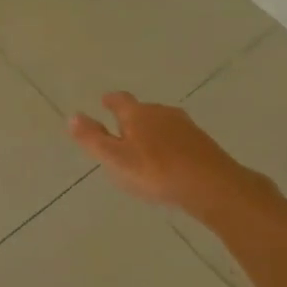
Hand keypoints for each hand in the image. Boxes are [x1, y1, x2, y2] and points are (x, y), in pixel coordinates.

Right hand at [69, 93, 260, 215]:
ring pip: (163, 123)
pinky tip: (169, 161)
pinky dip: (170, 145)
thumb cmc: (156, 172)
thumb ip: (92, 138)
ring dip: (152, 132)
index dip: (110, 101)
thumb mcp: (115, 159)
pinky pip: (179, 138)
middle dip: (131, 118)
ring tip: (144, 148)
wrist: (213, 187)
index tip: (104, 102)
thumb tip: (72, 115)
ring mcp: (186, 127)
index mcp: (137, 113)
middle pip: (142, 110)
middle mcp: (162, 112)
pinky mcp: (204, 143)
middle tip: (121, 131)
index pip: (119, 99)